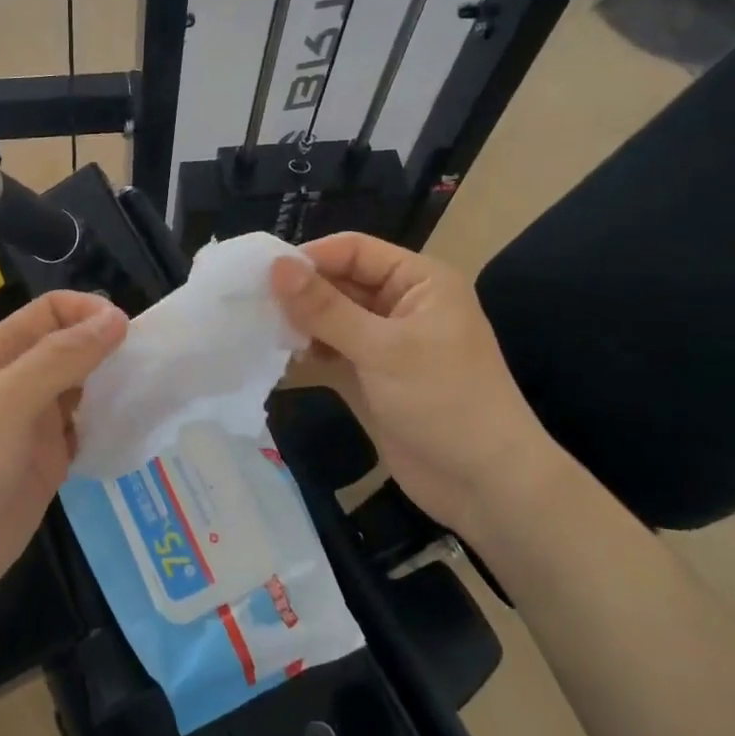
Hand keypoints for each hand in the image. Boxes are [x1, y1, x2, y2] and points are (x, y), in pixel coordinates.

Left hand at [0, 291, 126, 617]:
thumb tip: (117, 318)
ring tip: (150, 394)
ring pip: (82, 390)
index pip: (51, 312)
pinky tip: (133, 431)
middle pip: (70, 348)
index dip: (89, 312)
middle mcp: (18, 382)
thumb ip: (63, 357)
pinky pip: (85, 432)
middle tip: (150, 365)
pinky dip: (107, 427)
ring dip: (112, 387)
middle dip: (107, 349)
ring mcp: (34, 425)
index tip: (129, 332)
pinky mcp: (48, 463)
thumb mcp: (10, 400)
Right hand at [271, 234, 561, 533]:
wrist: (485, 485)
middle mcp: (402, 304)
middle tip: (249, 305)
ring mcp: (386, 342)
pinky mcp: (372, 376)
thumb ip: (325, 308)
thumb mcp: (383, 349)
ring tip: (259, 330)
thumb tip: (274, 266)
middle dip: (300, 292)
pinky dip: (309, 351)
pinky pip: (333, 351)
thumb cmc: (444, 401)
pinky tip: (280, 356)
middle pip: (340, 282)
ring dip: (300, 323)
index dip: (310, 258)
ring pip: (332, 318)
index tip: (261, 275)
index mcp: (419, 281)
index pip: (354, 250)